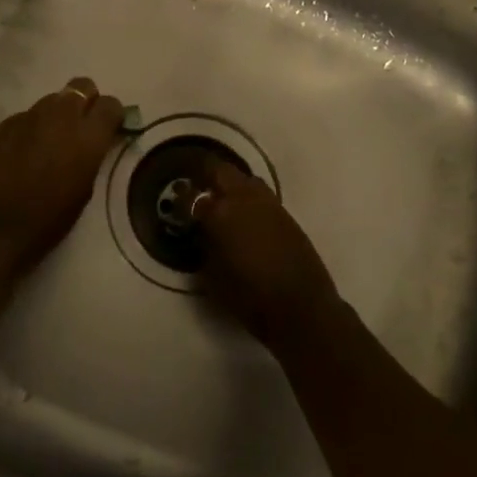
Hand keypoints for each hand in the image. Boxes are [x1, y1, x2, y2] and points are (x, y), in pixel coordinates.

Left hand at [0, 77, 123, 279]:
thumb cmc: (49, 219)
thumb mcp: (85, 187)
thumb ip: (92, 153)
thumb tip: (91, 140)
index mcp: (87, 134)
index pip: (111, 103)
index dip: (111, 115)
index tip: (108, 129)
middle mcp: (59, 115)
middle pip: (81, 86)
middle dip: (84, 102)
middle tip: (79, 128)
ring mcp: (26, 117)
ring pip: (49, 101)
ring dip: (54, 116)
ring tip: (45, 145)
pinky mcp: (0, 127)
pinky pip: (22, 119)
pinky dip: (26, 132)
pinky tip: (17, 158)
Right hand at [192, 161, 339, 347]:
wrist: (301, 306)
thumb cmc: (249, 297)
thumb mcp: (213, 275)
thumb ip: (205, 245)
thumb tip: (204, 232)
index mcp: (219, 213)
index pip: (191, 196)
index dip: (181, 199)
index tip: (176, 203)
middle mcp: (243, 198)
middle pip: (220, 171)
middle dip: (206, 176)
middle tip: (198, 189)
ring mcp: (267, 202)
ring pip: (244, 179)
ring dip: (231, 184)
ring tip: (224, 201)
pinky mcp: (285, 213)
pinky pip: (261, 195)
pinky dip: (249, 199)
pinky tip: (246, 216)